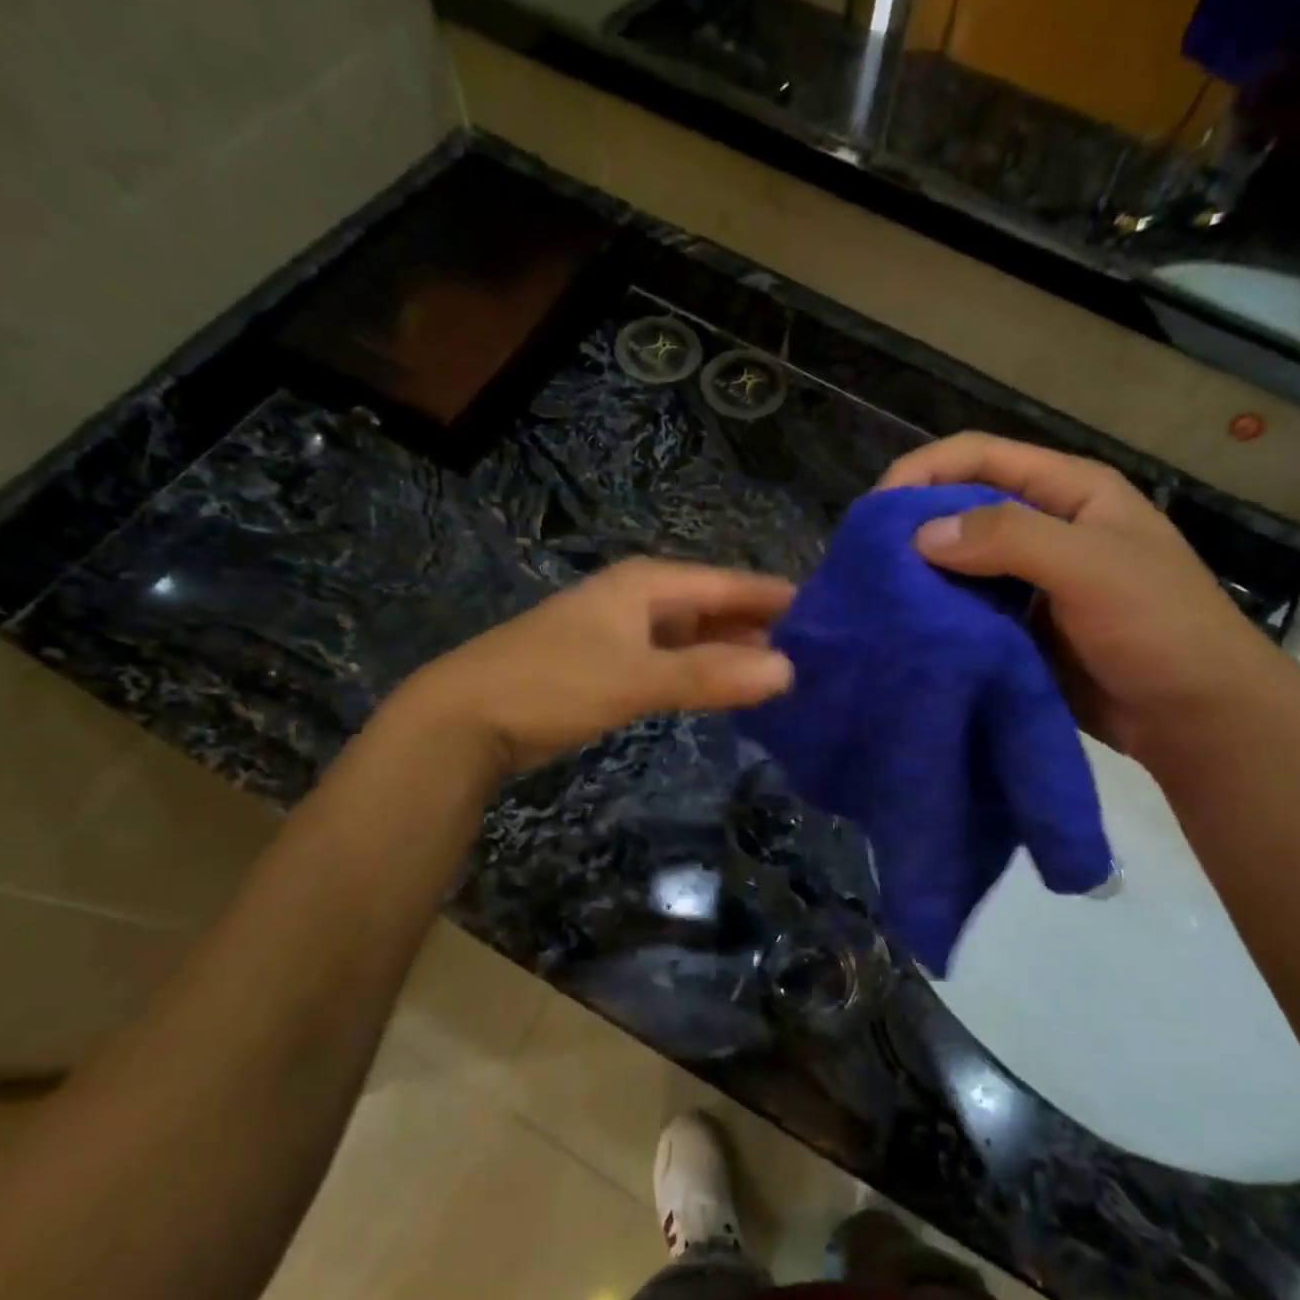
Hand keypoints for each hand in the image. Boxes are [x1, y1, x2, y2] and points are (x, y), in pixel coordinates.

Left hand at [403, 559, 795, 773]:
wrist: (467, 716)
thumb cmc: (555, 683)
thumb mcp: (637, 678)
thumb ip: (711, 675)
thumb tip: (789, 671)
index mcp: (650, 584)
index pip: (732, 585)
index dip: (780, 600)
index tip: (832, 619)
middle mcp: (641, 598)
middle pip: (716, 607)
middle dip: (762, 629)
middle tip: (818, 657)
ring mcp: (624, 632)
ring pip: (696, 636)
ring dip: (733, 653)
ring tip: (786, 676)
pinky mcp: (612, 664)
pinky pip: (674, 661)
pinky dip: (703, 673)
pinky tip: (728, 691)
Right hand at [879, 434, 1299, 757]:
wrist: (1196, 717)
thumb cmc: (1159, 627)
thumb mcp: (1092, 568)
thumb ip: (1009, 539)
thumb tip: (919, 535)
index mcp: (1068, 491)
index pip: (981, 456)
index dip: (923, 470)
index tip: (875, 509)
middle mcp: (1044, 527)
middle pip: (962, 506)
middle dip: (913, 524)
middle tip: (865, 558)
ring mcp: (1030, 580)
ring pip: (959, 562)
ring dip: (920, 573)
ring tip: (874, 594)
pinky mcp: (1019, 627)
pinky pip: (967, 608)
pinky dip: (937, 614)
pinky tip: (906, 628)